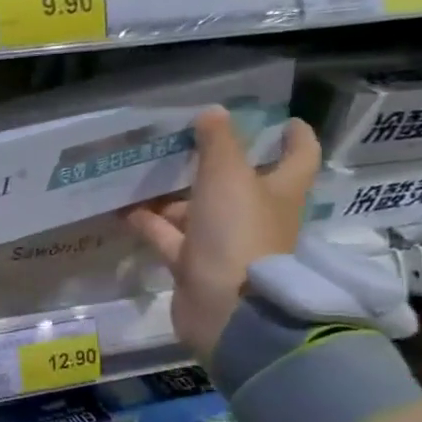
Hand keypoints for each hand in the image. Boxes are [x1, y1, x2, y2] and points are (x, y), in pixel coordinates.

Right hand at [125, 106, 321, 359]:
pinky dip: (148, 223)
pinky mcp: (194, 265)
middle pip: (239, 183)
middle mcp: (255, 217)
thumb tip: (213, 112)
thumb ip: (218, 143)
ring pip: (196, 210)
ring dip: (172, 194)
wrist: (226, 308)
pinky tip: (123, 208)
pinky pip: (168, 237)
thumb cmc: (238, 233)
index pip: (298, 157)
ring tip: (142, 172)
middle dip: (214, 163)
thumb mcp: (228, 176)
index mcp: (279, 192)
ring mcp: (224, 244)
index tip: (283, 121)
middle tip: (186, 140)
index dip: (294, 137)